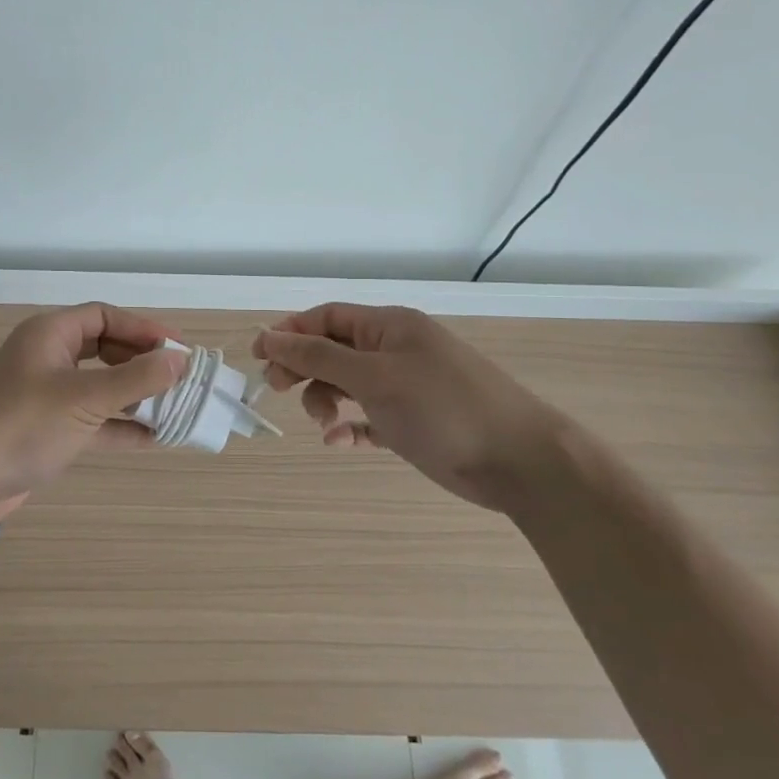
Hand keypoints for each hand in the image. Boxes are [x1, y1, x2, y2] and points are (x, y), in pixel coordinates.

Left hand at [0, 303, 186, 517]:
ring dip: (134, 396)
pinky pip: (91, 420)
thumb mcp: (84, 399)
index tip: (179, 347)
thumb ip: (135, 379)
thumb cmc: (21, 427)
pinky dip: (118, 426)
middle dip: (141, 363)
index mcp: (48, 335)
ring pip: (99, 387)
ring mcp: (44, 396)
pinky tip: (151, 438)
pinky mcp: (45, 431)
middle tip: (178, 378)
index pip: (104, 316)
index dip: (143, 328)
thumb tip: (180, 360)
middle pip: (104, 349)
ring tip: (173, 407)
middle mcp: (46, 358)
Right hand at [254, 304, 572, 513]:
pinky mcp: (414, 422)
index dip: (290, 332)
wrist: (519, 460)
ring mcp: (407, 386)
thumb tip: (270, 336)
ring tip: (324, 424)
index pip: (327, 317)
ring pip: (348, 384)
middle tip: (277, 391)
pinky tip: (340, 440)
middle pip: (334, 350)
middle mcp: (396, 350)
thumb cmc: (442, 407)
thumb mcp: (374, 377)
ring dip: (326, 400)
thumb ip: (318, 357)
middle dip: (304, 368)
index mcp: (389, 325)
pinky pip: (369, 417)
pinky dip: (351, 426)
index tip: (258, 355)